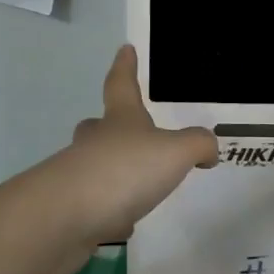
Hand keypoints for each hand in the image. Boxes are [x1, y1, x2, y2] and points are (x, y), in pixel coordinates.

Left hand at [48, 45, 217, 247]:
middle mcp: (95, 142)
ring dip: (112, 172)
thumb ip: (197, 145)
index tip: (125, 48)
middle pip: (98, 125)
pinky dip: (108, 212)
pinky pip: (93, 205)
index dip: (126, 66)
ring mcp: (77, 176)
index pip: (122, 84)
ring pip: (94, 166)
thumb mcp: (175, 152)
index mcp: (120, 119)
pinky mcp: (69, 211)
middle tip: (123, 130)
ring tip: (137, 187)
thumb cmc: (123, 170)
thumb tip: (208, 147)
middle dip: (108, 125)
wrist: (64, 218)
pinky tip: (122, 224)